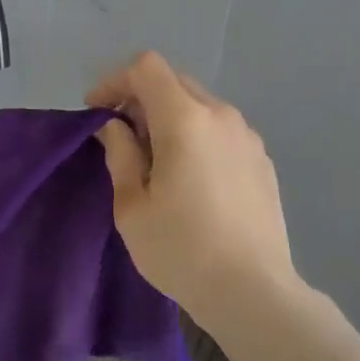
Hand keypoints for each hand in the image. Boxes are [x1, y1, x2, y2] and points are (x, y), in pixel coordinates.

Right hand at [88, 52, 300, 328]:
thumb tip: (113, 124)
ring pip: (200, 104)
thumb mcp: (132, 205)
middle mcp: (221, 115)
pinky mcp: (262, 159)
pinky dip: (197, 134)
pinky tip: (191, 177)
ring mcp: (247, 136)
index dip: (115, 80)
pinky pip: (221, 129)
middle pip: (175, 81)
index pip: (147, 68)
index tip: (97, 112)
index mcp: (185, 120)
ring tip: (156, 159)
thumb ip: (120, 152)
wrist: (253, 292)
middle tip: (122, 135)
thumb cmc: (181, 249)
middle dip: (141, 97)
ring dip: (171, 116)